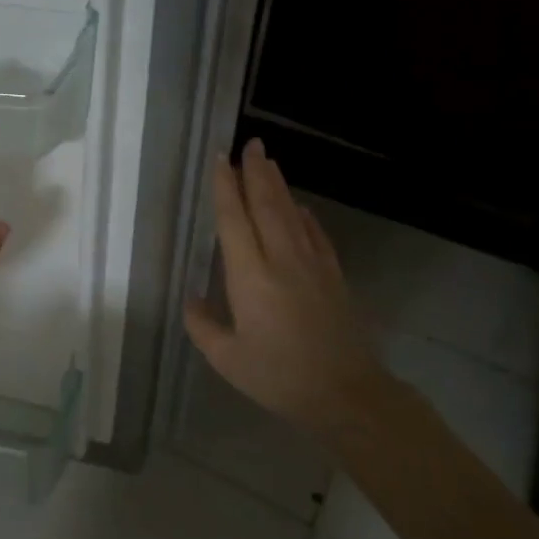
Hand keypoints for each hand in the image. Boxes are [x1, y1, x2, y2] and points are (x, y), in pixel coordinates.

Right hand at [183, 139, 383, 434]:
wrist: (346, 394)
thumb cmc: (279, 377)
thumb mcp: (227, 359)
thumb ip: (203, 325)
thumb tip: (192, 298)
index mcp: (250, 277)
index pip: (234, 220)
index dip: (225, 187)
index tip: (220, 159)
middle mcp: (281, 260)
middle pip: (266, 205)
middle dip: (255, 172)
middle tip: (250, 144)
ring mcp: (312, 265)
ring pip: (291, 214)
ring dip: (278, 186)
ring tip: (268, 162)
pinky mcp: (333, 276)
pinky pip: (315, 235)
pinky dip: (304, 216)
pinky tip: (299, 206)